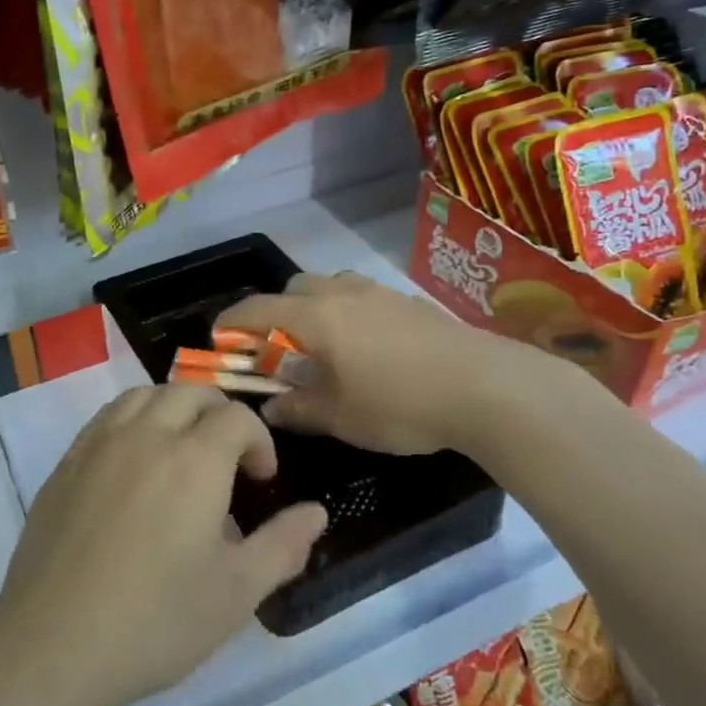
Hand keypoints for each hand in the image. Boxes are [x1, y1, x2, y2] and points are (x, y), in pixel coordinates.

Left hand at [0, 385, 326, 705]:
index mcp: (194, 459)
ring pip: (144, 394)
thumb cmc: (156, 620)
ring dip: (174, 407)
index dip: (259, 440)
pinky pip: (107, 416)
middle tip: (228, 458)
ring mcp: (100, 443)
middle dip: (219, 413)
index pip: (236, 416)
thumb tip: (316, 511)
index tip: (261, 481)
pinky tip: (134, 464)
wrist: (54, 643)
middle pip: (190, 391)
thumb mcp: (236, 593)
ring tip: (182, 450)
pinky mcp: (66, 462)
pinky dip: (133, 420)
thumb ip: (283, 545)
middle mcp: (147, 434)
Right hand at [222, 271, 603, 457]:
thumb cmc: (399, 404)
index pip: (257, 309)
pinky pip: (363, 298)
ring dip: (315, 309)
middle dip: (276, 313)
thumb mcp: (340, 417)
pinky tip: (369, 351)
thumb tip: (270, 409)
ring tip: (326, 348)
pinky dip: (349, 314)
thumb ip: (298, 410)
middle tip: (279, 351)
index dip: (232, 322)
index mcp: (314, 317)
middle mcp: (341, 293)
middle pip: (293, 289)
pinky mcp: (410, 302)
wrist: (486, 387)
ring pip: (331, 287)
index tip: (219, 338)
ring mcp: (379, 293)